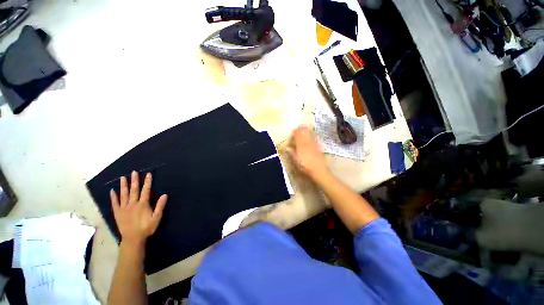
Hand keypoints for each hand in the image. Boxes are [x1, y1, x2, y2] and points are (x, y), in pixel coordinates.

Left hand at [110, 171, 167, 245]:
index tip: (148, 174)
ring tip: (122, 178)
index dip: (147, 182)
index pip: (146, 190)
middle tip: (133, 172)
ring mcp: (124, 208)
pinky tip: (112, 191)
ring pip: (123, 194)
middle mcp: (132, 204)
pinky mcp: (117, 213)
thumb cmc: (147, 228)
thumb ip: (160, 206)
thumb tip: (165, 194)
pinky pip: (115, 203)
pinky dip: (113, 197)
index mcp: (143, 204)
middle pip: (134, 190)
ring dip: (123, 186)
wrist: (133, 239)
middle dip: (134, 180)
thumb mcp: (157, 218)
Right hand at [289, 126, 329, 179]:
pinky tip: (312, 134)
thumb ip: (291, 153)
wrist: (318, 170)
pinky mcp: (318, 146)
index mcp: (300, 145)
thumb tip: (286, 147)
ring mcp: (313, 144)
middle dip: (300, 130)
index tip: (292, 132)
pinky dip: (312, 134)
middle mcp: (307, 142)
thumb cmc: (305, 166)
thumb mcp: (295, 161)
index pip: (297, 136)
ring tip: (304, 128)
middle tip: (298, 128)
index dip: (294, 133)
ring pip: (309, 134)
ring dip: (306, 130)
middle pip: (303, 133)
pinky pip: (315, 138)